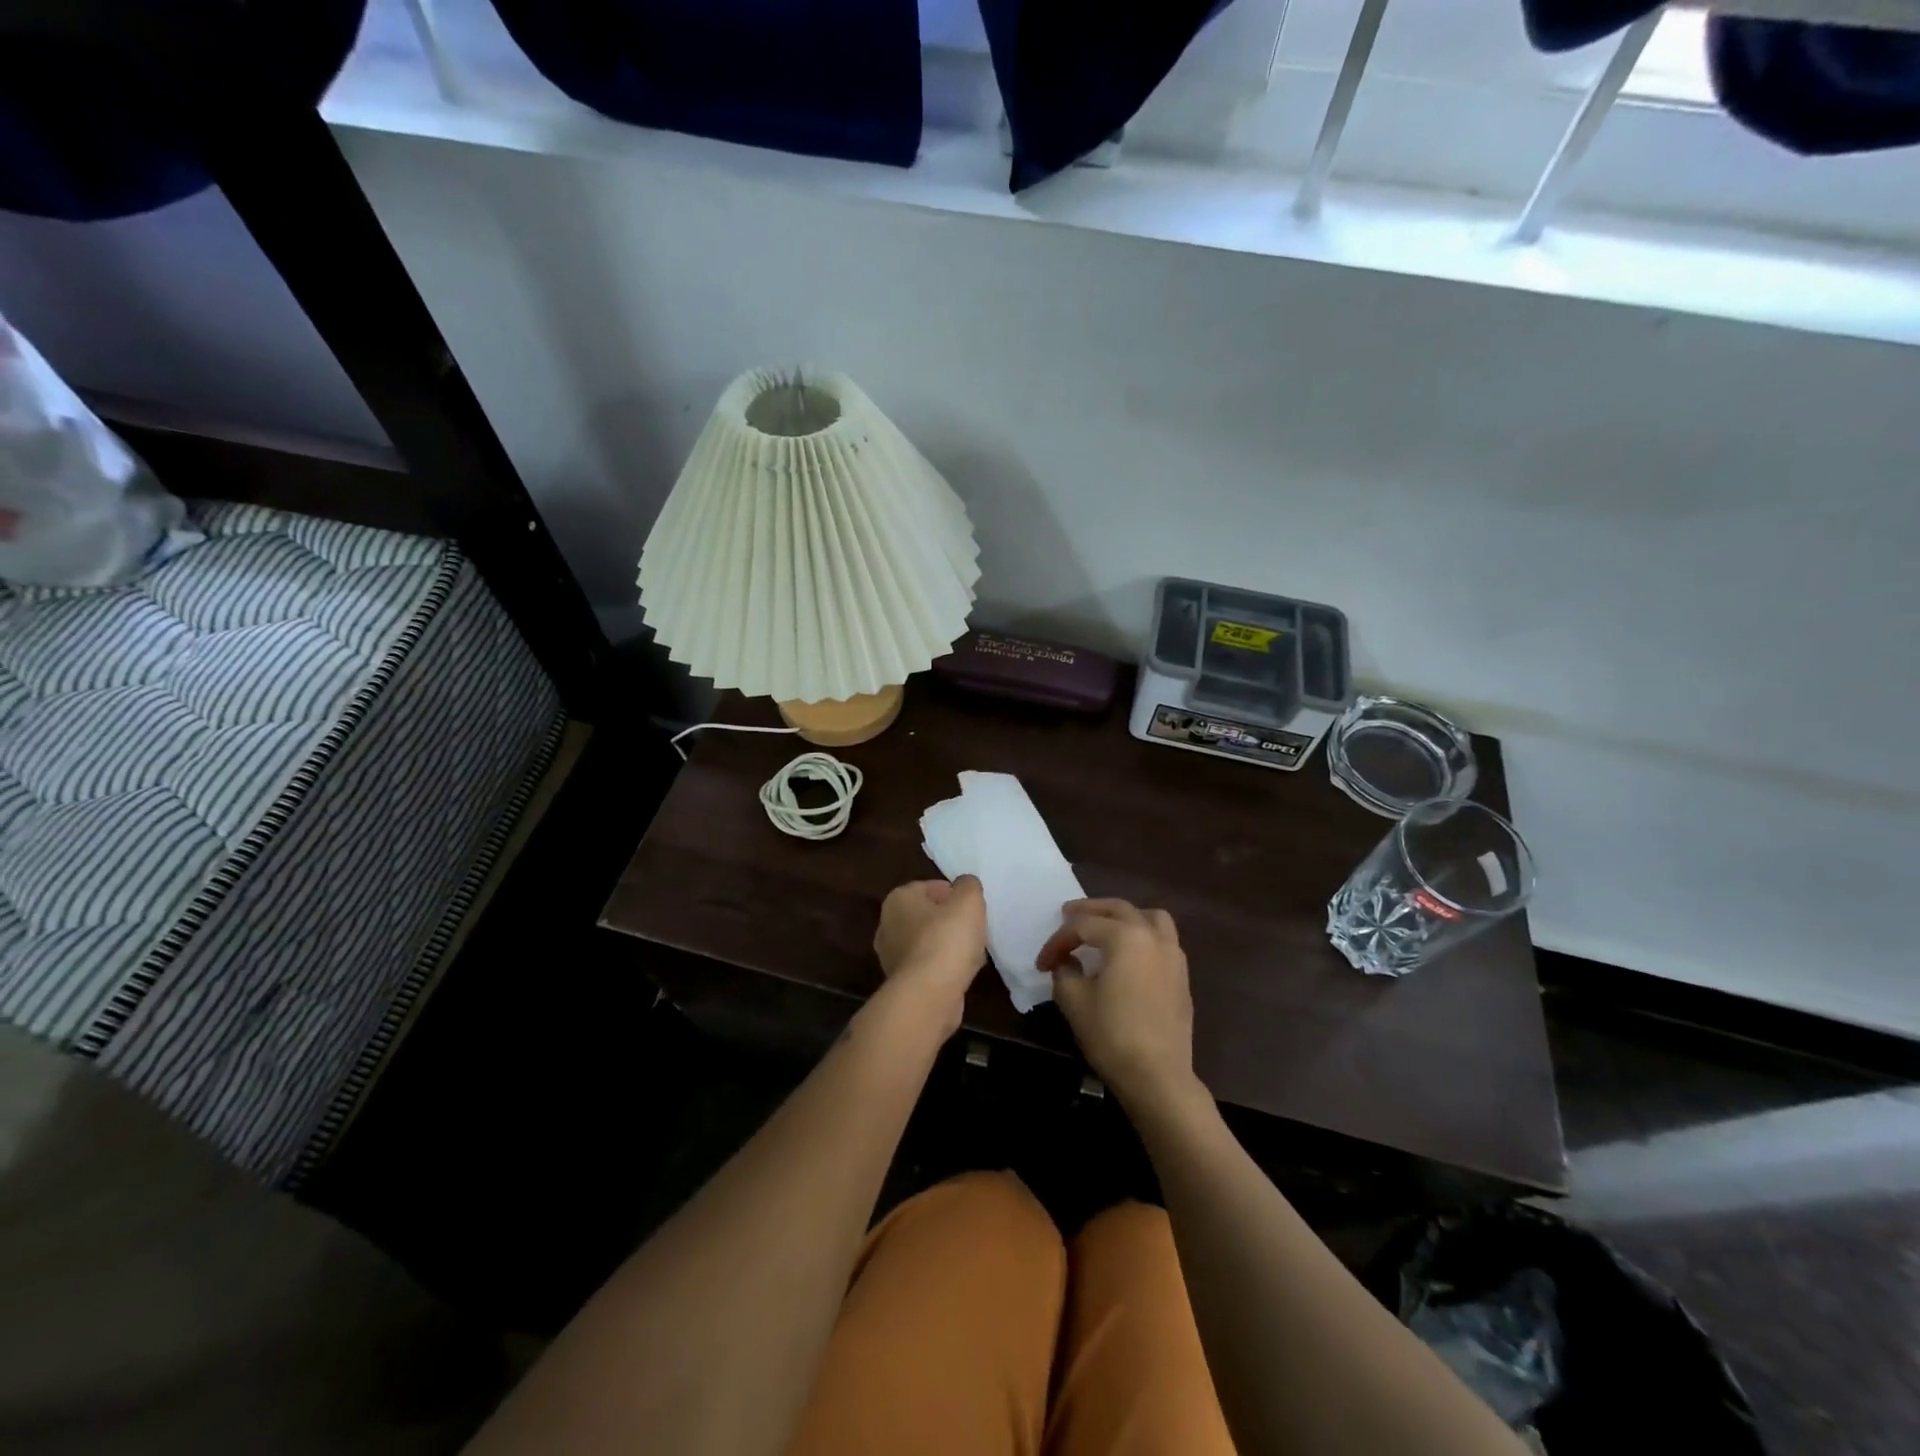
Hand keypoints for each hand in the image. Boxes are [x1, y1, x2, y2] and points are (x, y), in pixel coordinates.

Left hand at [873, 877, 987, 1035]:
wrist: (929, 995)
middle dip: (950, 920)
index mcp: (898, 899)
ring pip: (928, 942)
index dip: (954, 894)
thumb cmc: (947, 939)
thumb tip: (964, 885)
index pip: (929, 887)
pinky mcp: (902, 982)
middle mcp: (888, 925)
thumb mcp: (968, 900)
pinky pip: (928, 966)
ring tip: (972, 951)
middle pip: (927, 915)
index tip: (971, 907)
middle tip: (973, 928)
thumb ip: (968, 886)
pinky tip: (962, 972)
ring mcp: (891, 956)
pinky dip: (944, 967)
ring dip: (948, 945)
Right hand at [1037, 898, 1200, 1110]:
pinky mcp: (1181, 975)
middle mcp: (1152, 936)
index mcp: (1124, 936)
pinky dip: (1142, 934)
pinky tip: (1128, 955)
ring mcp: (1172, 954)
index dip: (1057, 941)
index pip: (1082, 926)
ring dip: (1124, 916)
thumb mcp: (1074, 1001)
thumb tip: (1066, 962)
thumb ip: (1065, 972)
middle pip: (1118, 909)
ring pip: (1149, 917)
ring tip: (1106, 927)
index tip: (1042, 964)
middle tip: (1067, 915)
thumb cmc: (1112, 1034)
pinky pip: (1162, 939)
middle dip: (1089, 911)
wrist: (1158, 1076)